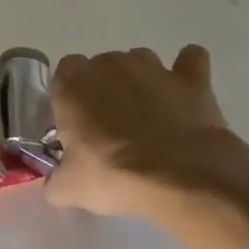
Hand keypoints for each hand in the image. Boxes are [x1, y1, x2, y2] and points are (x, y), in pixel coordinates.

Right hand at [46, 45, 242, 219]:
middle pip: (101, 67)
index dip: (69, 98)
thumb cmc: (114, 175)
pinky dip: (187, 69)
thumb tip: (57, 185)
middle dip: (104, 89)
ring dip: (139, 81)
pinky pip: (190, 60)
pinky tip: (185, 91)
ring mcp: (153, 68)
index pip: (63, 74)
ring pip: (140, 61)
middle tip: (111, 127)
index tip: (76, 125)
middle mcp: (109, 65)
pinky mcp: (191, 80)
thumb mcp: (71, 189)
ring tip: (148, 114)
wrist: (183, 177)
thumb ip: (56, 181)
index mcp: (72, 84)